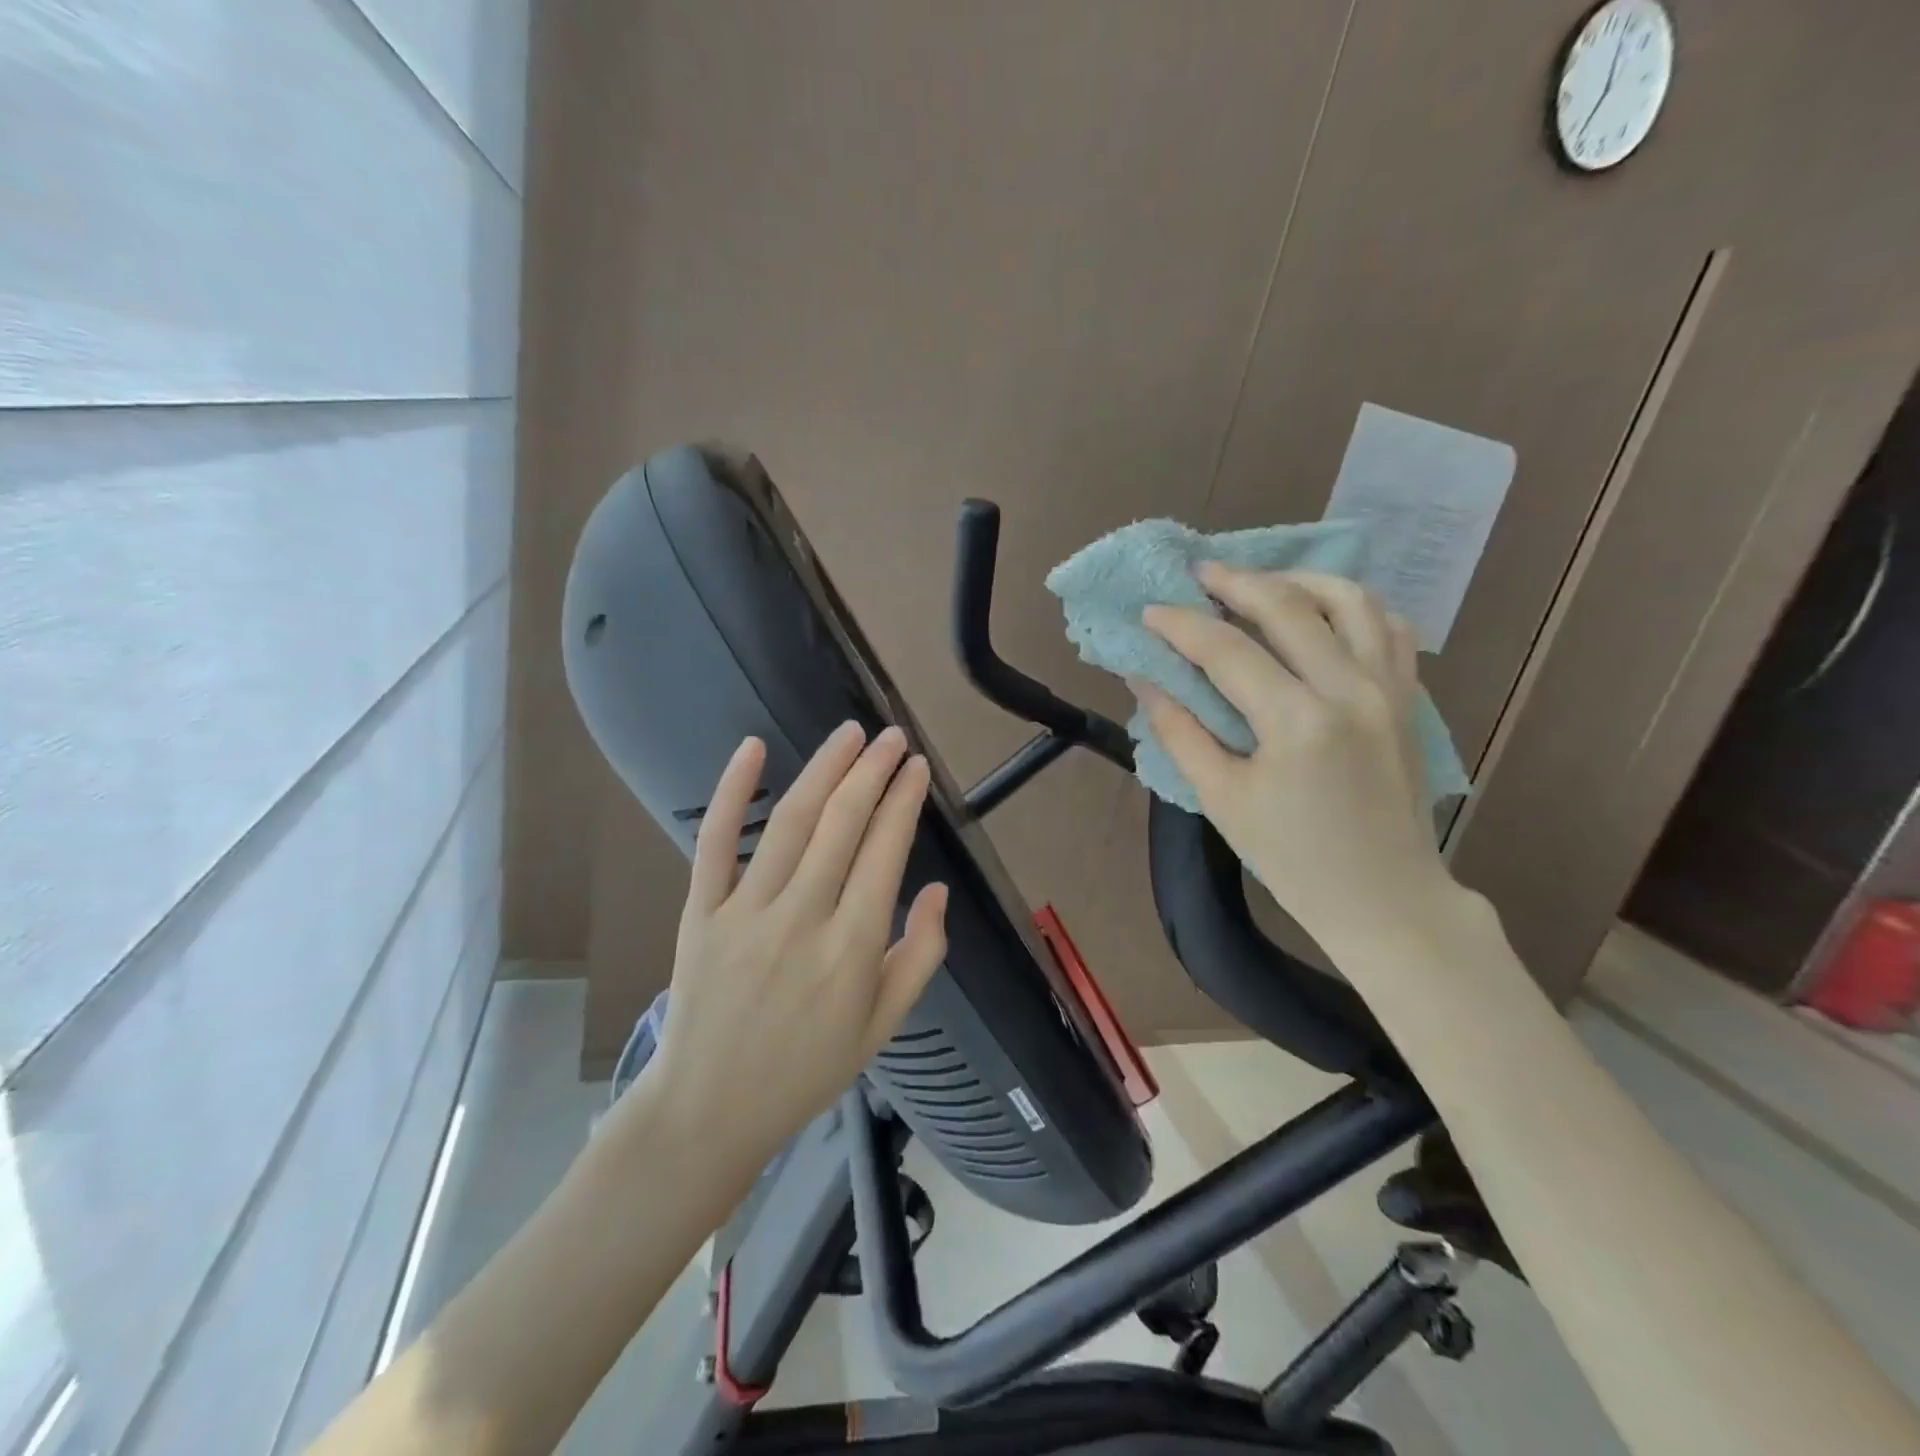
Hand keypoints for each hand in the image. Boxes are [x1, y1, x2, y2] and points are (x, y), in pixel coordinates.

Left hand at [644, 724, 948, 1166]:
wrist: (711, 1109)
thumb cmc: (807, 1069)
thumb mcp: (883, 1027)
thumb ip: (921, 956)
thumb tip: (939, 890)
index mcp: (853, 950)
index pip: (885, 852)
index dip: (904, 802)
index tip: (918, 768)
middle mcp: (802, 919)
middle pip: (843, 824)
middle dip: (873, 771)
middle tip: (893, 736)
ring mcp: (745, 912)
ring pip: (791, 822)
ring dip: (824, 769)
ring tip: (850, 734)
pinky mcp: (701, 912)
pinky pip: (714, 842)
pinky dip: (733, 791)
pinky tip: (752, 748)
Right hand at [1137, 565, 1449, 943]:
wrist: (1385, 896)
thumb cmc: (1292, 858)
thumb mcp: (1221, 799)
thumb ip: (1179, 732)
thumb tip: (1146, 679)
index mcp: (1297, 722)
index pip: (1227, 650)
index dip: (1181, 625)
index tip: (1150, 611)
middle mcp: (1350, 689)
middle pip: (1288, 606)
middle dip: (1235, 581)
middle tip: (1199, 573)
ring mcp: (1389, 687)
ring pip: (1349, 599)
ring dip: (1297, 580)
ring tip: (1259, 582)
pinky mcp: (1408, 696)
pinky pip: (1387, 625)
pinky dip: (1350, 605)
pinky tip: (1319, 611)